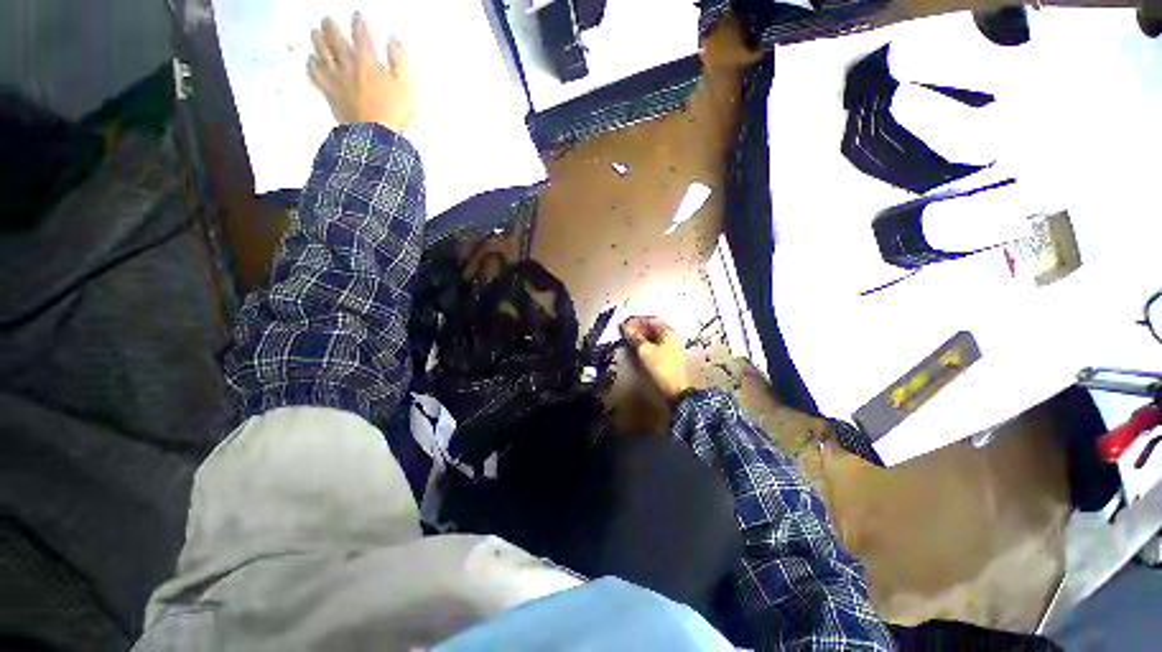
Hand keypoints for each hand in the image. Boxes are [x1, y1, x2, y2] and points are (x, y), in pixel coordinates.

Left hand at [308, 13, 415, 133]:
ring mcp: (337, 80)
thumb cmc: (393, 111)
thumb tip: (395, 40)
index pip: (362, 37)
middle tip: (326, 20)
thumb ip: (399, 60)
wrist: (375, 135)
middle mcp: (348, 66)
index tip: (357, 15)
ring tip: (315, 33)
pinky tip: (311, 62)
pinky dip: (312, 66)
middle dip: (331, 28)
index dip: (359, 24)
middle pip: (336, 42)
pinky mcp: (330, 94)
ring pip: (322, 54)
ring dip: (318, 41)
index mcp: (367, 62)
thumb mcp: (405, 85)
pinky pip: (316, 76)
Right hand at [621, 316, 691, 400]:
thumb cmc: (660, 367)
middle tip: (625, 331)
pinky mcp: (669, 354)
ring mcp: (672, 345)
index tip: (624, 324)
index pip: (651, 319)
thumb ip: (635, 337)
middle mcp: (672, 336)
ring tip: (628, 338)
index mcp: (669, 331)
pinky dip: (646, 342)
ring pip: (654, 335)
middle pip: (653, 326)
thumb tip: (625, 327)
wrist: (674, 389)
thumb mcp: (644, 350)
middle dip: (638, 327)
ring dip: (641, 335)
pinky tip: (637, 345)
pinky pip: (656, 343)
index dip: (636, 320)